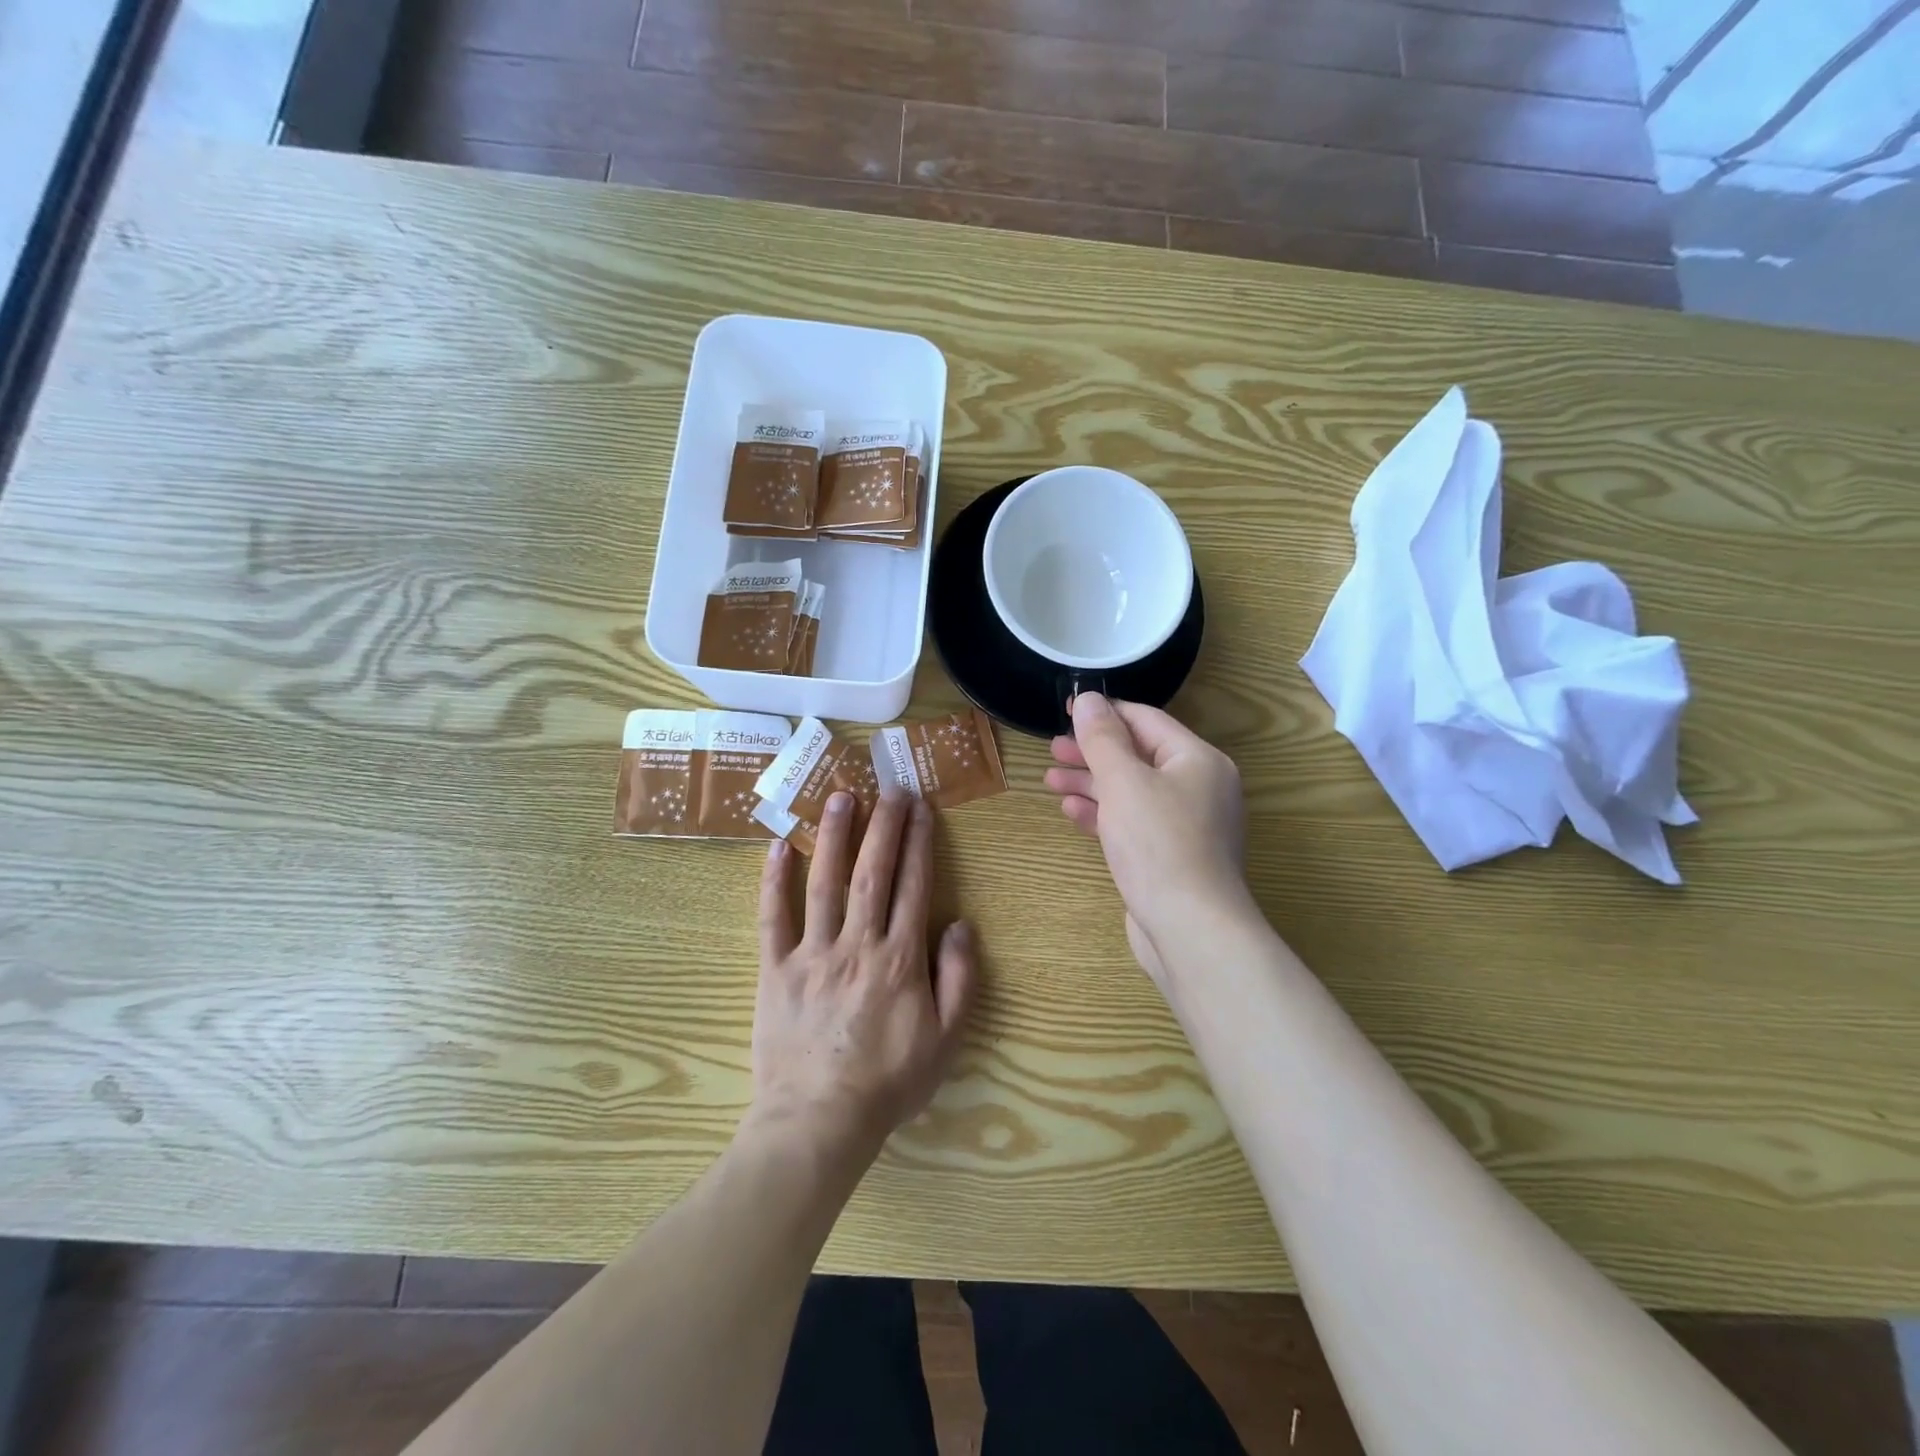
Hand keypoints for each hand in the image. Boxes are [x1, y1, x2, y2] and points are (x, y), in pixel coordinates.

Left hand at [748, 790, 977, 1169]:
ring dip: (833, 836)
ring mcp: (812, 953)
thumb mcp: (946, 1040)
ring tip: (840, 796)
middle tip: (889, 787)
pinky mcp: (775, 969)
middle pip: (871, 872)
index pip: (913, 886)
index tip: (921, 808)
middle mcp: (857, 944)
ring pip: (823, 883)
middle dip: (883, 825)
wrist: (820, 1121)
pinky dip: (773, 880)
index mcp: (900, 959)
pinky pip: (772, 917)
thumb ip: (959, 978)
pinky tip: (777, 846)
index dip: (918, 842)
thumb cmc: (889, 1082)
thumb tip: (960, 923)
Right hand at [1043, 693, 1252, 988]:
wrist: (1190, 929)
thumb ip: (1103, 738)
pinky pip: (1134, 822)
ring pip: (1132, 790)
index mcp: (1198, 760)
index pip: (1146, 720)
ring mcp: (1186, 824)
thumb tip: (1088, 699)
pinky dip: (1104, 813)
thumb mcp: (1124, 782)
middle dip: (1093, 752)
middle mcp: (1198, 786)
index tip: (1065, 710)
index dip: (1104, 713)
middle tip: (1052, 749)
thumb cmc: (1159, 845)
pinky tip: (1072, 811)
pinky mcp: (1171, 855)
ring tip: (1051, 779)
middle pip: (1138, 755)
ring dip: (1092, 783)